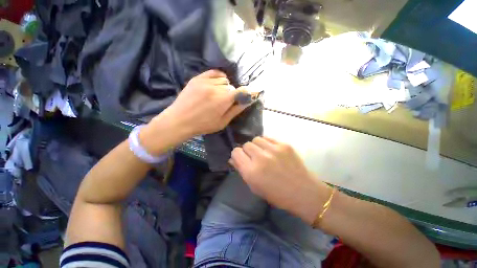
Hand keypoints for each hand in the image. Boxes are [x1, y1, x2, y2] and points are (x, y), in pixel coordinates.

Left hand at [140, 70, 247, 153]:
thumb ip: (236, 110)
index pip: (242, 91)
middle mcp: (216, 87)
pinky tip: (216, 84)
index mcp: (223, 100)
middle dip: (232, 94)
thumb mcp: (222, 122)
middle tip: (226, 102)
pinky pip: (214, 72)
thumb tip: (248, 101)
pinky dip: (218, 77)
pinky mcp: (197, 78)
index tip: (248, 96)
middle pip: (232, 86)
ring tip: (218, 94)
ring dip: (225, 86)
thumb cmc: (203, 125)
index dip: (247, 93)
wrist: (180, 120)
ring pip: (224, 79)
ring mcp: (205, 81)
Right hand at [229, 137, 330, 223]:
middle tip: (254, 157)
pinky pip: (268, 138)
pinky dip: (266, 143)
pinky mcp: (284, 145)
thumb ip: (242, 170)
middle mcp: (260, 158)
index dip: (237, 155)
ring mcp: (273, 150)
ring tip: (263, 152)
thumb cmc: (277, 194)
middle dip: (247, 151)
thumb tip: (233, 158)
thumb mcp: (255, 187)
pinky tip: (271, 151)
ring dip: (257, 146)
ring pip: (256, 139)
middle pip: (246, 144)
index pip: (236, 152)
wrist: (304, 192)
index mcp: (251, 172)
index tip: (242, 158)